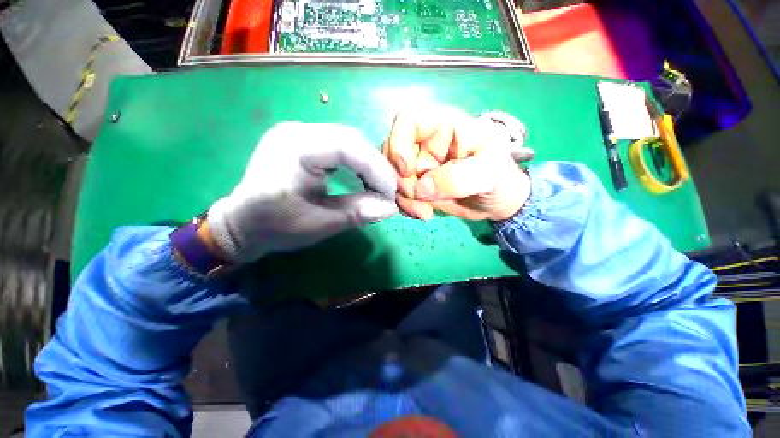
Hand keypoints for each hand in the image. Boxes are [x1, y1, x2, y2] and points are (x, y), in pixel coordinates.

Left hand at [207, 122, 397, 262]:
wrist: (241, 223)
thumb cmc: (275, 226)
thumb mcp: (320, 223)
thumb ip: (358, 212)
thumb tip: (391, 207)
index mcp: (295, 149)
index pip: (348, 147)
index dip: (376, 169)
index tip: (391, 193)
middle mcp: (296, 131)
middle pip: (351, 139)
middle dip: (375, 166)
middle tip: (387, 190)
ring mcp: (298, 133)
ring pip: (348, 140)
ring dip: (367, 163)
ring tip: (378, 185)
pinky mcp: (302, 141)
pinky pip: (338, 145)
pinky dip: (356, 161)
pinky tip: (361, 176)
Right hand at [383, 108, 532, 220]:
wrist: (497, 203)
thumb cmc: (500, 179)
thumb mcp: (488, 175)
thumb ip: (457, 179)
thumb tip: (419, 189)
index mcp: (445, 126)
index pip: (408, 119)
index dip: (399, 143)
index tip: (407, 170)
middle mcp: (427, 142)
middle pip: (394, 152)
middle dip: (402, 180)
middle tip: (419, 199)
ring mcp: (420, 164)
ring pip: (394, 175)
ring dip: (404, 197)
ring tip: (425, 211)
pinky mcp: (418, 184)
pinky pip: (400, 192)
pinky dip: (406, 205)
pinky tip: (423, 213)